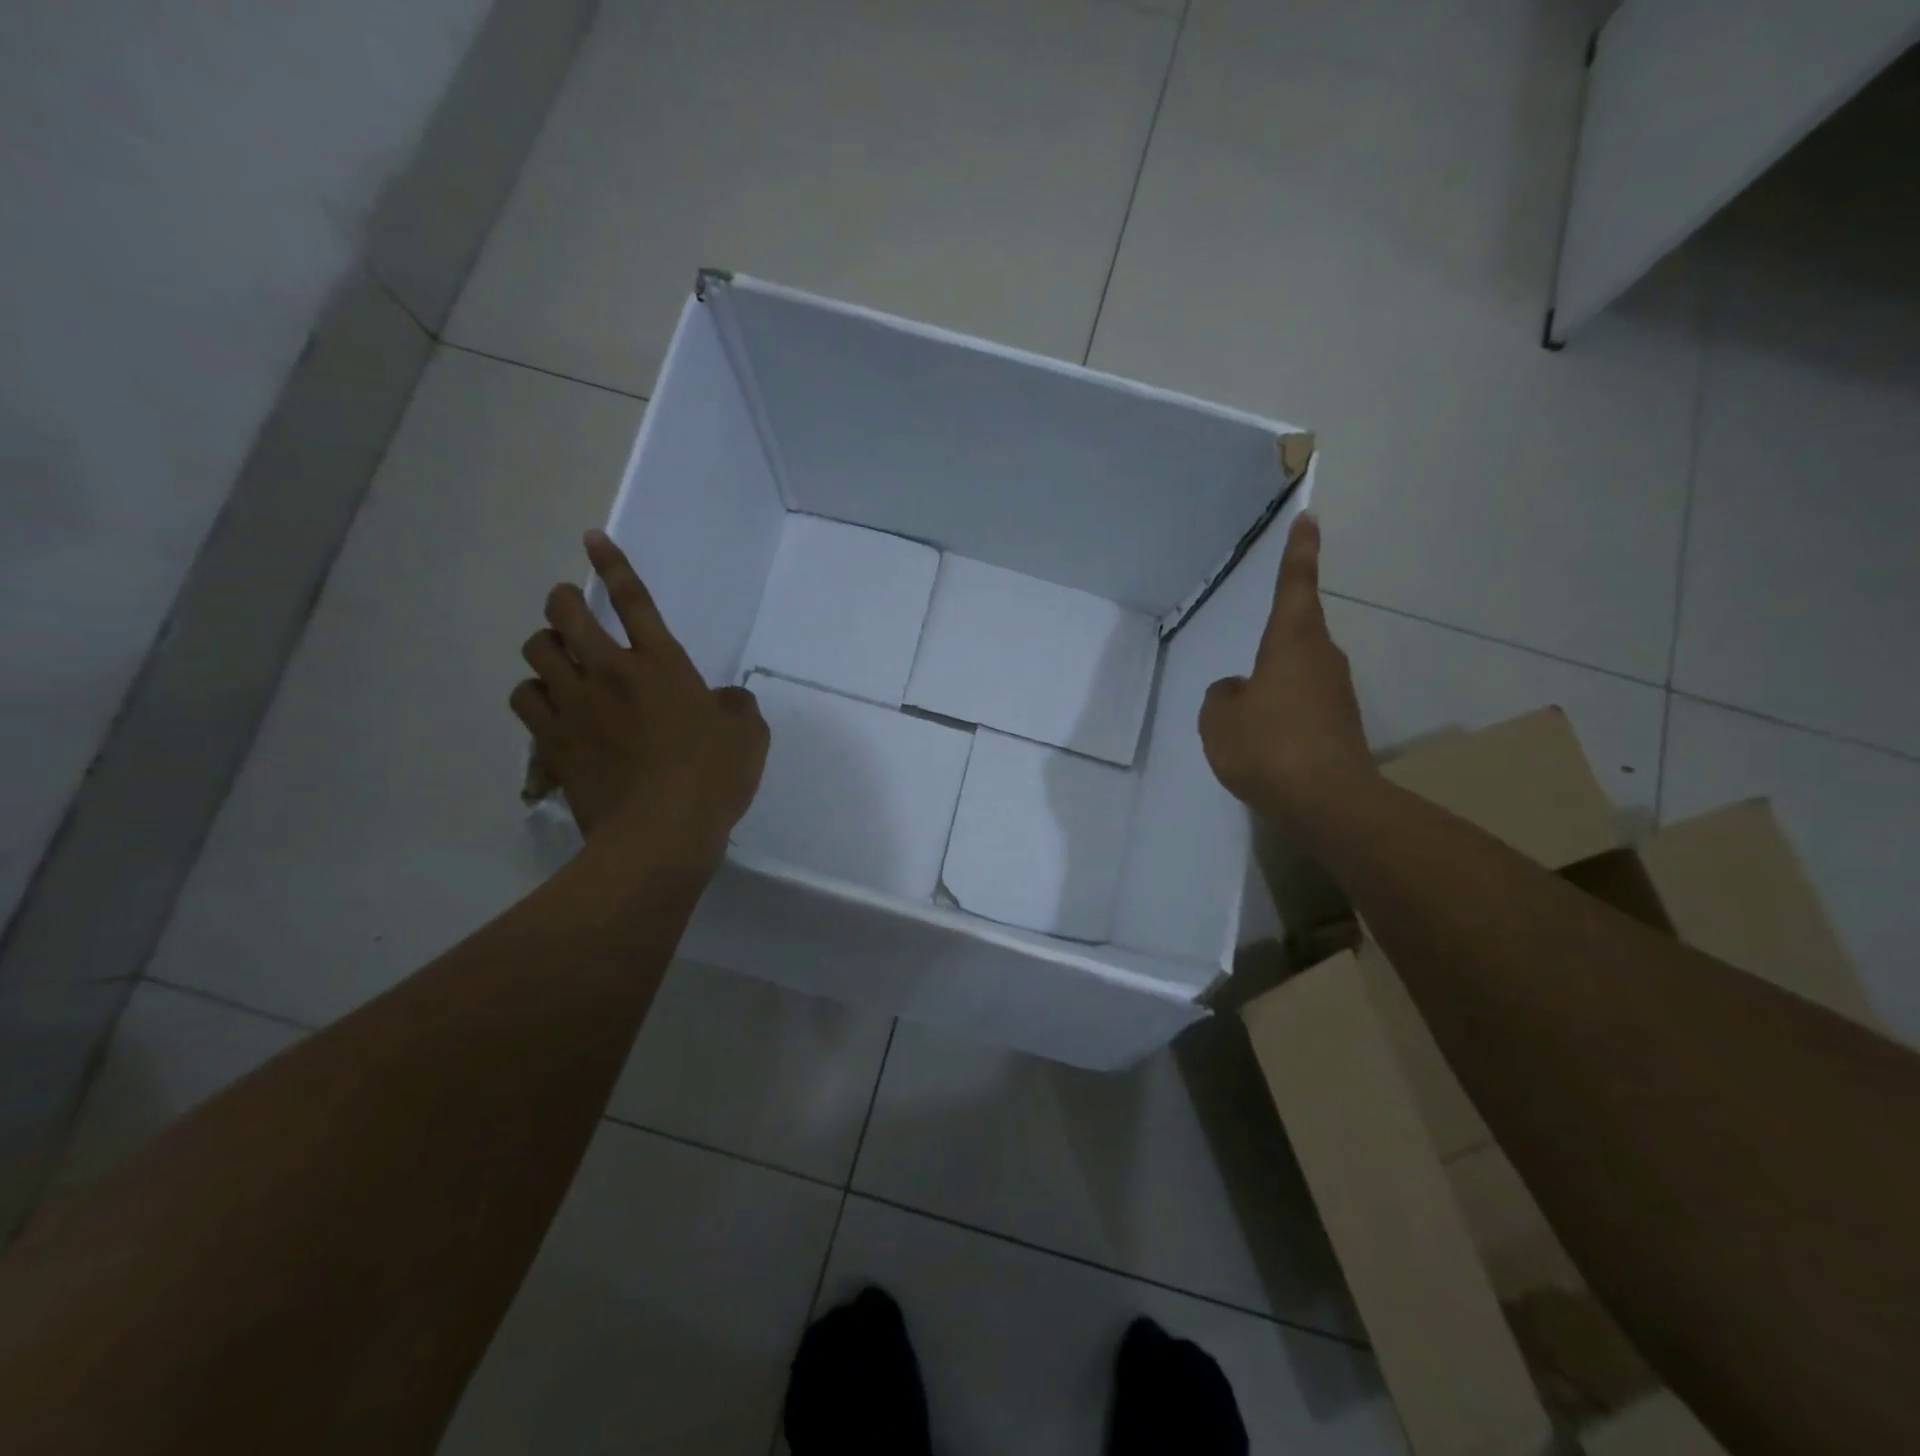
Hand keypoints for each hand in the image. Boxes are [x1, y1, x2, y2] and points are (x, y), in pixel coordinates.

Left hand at [512, 531, 767, 870]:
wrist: (660, 834)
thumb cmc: (712, 777)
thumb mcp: (748, 735)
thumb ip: (736, 706)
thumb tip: (724, 700)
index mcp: (662, 664)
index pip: (633, 601)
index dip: (613, 564)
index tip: (592, 538)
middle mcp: (610, 673)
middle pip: (566, 615)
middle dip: (563, 600)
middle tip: (569, 604)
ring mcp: (576, 706)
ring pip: (536, 653)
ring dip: (545, 647)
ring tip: (558, 657)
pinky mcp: (553, 742)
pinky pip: (524, 699)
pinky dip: (533, 693)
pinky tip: (547, 702)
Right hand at [1198, 513, 1373, 823]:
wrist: (1328, 801)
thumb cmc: (1268, 746)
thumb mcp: (1220, 719)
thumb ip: (1223, 696)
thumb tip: (1238, 691)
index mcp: (1291, 643)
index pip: (1295, 585)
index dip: (1299, 552)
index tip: (1309, 518)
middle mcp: (1322, 658)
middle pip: (1297, 633)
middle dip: (1274, 641)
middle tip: (1246, 672)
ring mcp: (1337, 692)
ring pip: (1299, 672)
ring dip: (1275, 684)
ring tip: (1247, 721)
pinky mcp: (1342, 724)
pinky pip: (1305, 705)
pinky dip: (1285, 715)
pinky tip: (1266, 743)